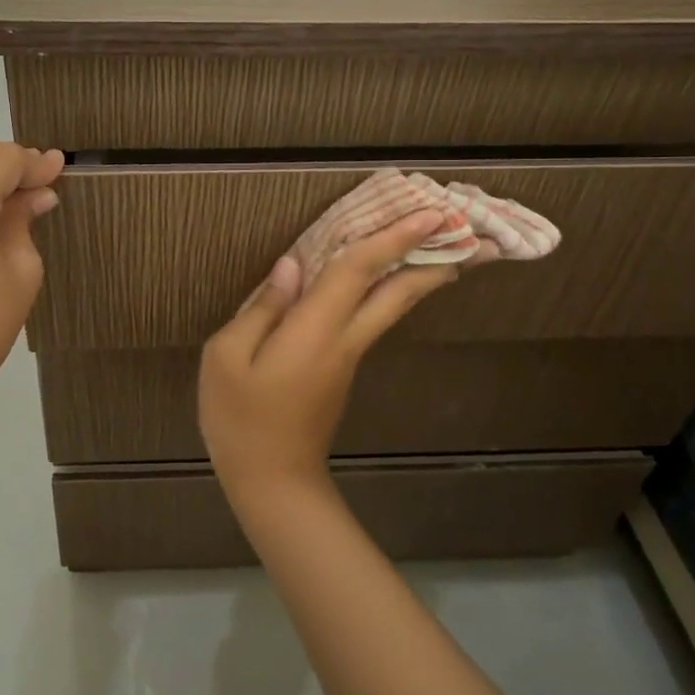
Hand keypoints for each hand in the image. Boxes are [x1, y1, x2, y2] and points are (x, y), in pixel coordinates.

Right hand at [198, 212, 459, 502]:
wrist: (273, 481)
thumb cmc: (241, 418)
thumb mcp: (227, 357)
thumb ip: (261, 308)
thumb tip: (290, 266)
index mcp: (315, 332)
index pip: (359, 272)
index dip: (393, 239)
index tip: (431, 213)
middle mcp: (344, 339)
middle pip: (398, 293)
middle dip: (434, 259)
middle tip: (467, 231)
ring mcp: (349, 357)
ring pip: (393, 307)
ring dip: (421, 275)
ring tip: (449, 250)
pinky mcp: (344, 369)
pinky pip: (373, 318)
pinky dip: (391, 292)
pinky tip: (385, 280)